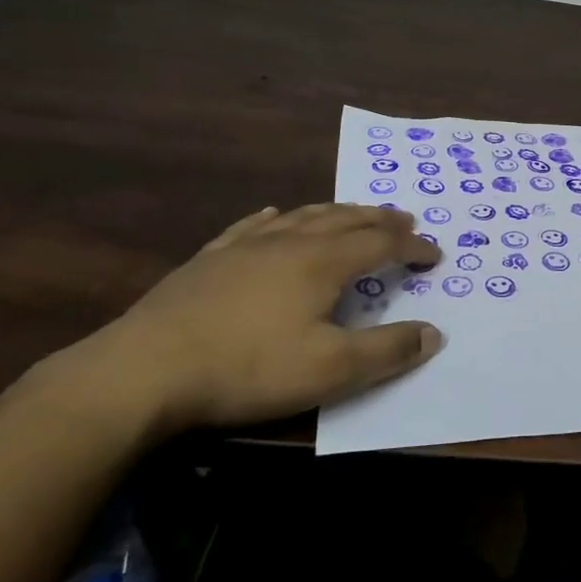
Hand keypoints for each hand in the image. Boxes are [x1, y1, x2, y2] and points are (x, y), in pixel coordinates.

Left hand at [87, 203, 442, 432]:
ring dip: (339, 211)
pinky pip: (254, 225)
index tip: (435, 255)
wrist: (145, 369)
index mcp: (324, 262)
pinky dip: (278, 216)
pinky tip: (277, 213)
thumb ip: (387, 351)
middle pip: (347, 219)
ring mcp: (247, 246)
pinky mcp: (210, 258)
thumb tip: (434, 332)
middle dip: (381, 218)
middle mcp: (291, 242)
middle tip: (406, 218)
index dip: (413, 247)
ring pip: (305, 215)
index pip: (382, 244)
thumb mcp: (330, 371)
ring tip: (355, 211)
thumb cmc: (247, 368)